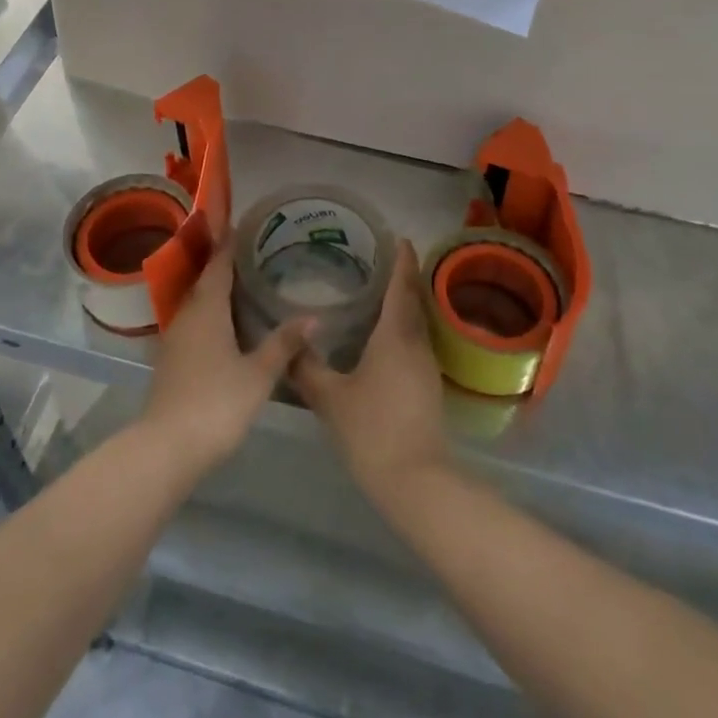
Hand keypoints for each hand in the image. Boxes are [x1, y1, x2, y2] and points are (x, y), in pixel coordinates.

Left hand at [139, 243, 313, 474]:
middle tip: (250, 254)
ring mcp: (174, 339)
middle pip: (204, 281)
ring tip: (242, 286)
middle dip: (223, 265)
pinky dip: (209, 316)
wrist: (166, 448)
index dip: (229, 245)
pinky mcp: (170, 361)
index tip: (240, 225)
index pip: (218, 265)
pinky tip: (226, 327)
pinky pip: (193, 324)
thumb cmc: (217, 403)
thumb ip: (283, 344)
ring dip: (215, 292)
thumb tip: (313, 317)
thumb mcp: (258, 374)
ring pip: (197, 304)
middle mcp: (187, 315)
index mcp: (207, 308)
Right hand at [291, 241, 449, 509]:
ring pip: (416, 322)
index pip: (401, 286)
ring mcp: (426, 366)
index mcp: (395, 335)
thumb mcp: (330, 397)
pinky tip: (383, 336)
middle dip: (403, 276)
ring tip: (380, 290)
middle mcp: (416, 343)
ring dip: (404, 302)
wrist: (416, 480)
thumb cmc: (372, 429)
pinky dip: (403, 327)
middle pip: (413, 300)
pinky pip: (415, 341)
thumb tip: (290, 341)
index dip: (401, 260)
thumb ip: (307, 366)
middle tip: (382, 258)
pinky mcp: (427, 386)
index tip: (398, 237)